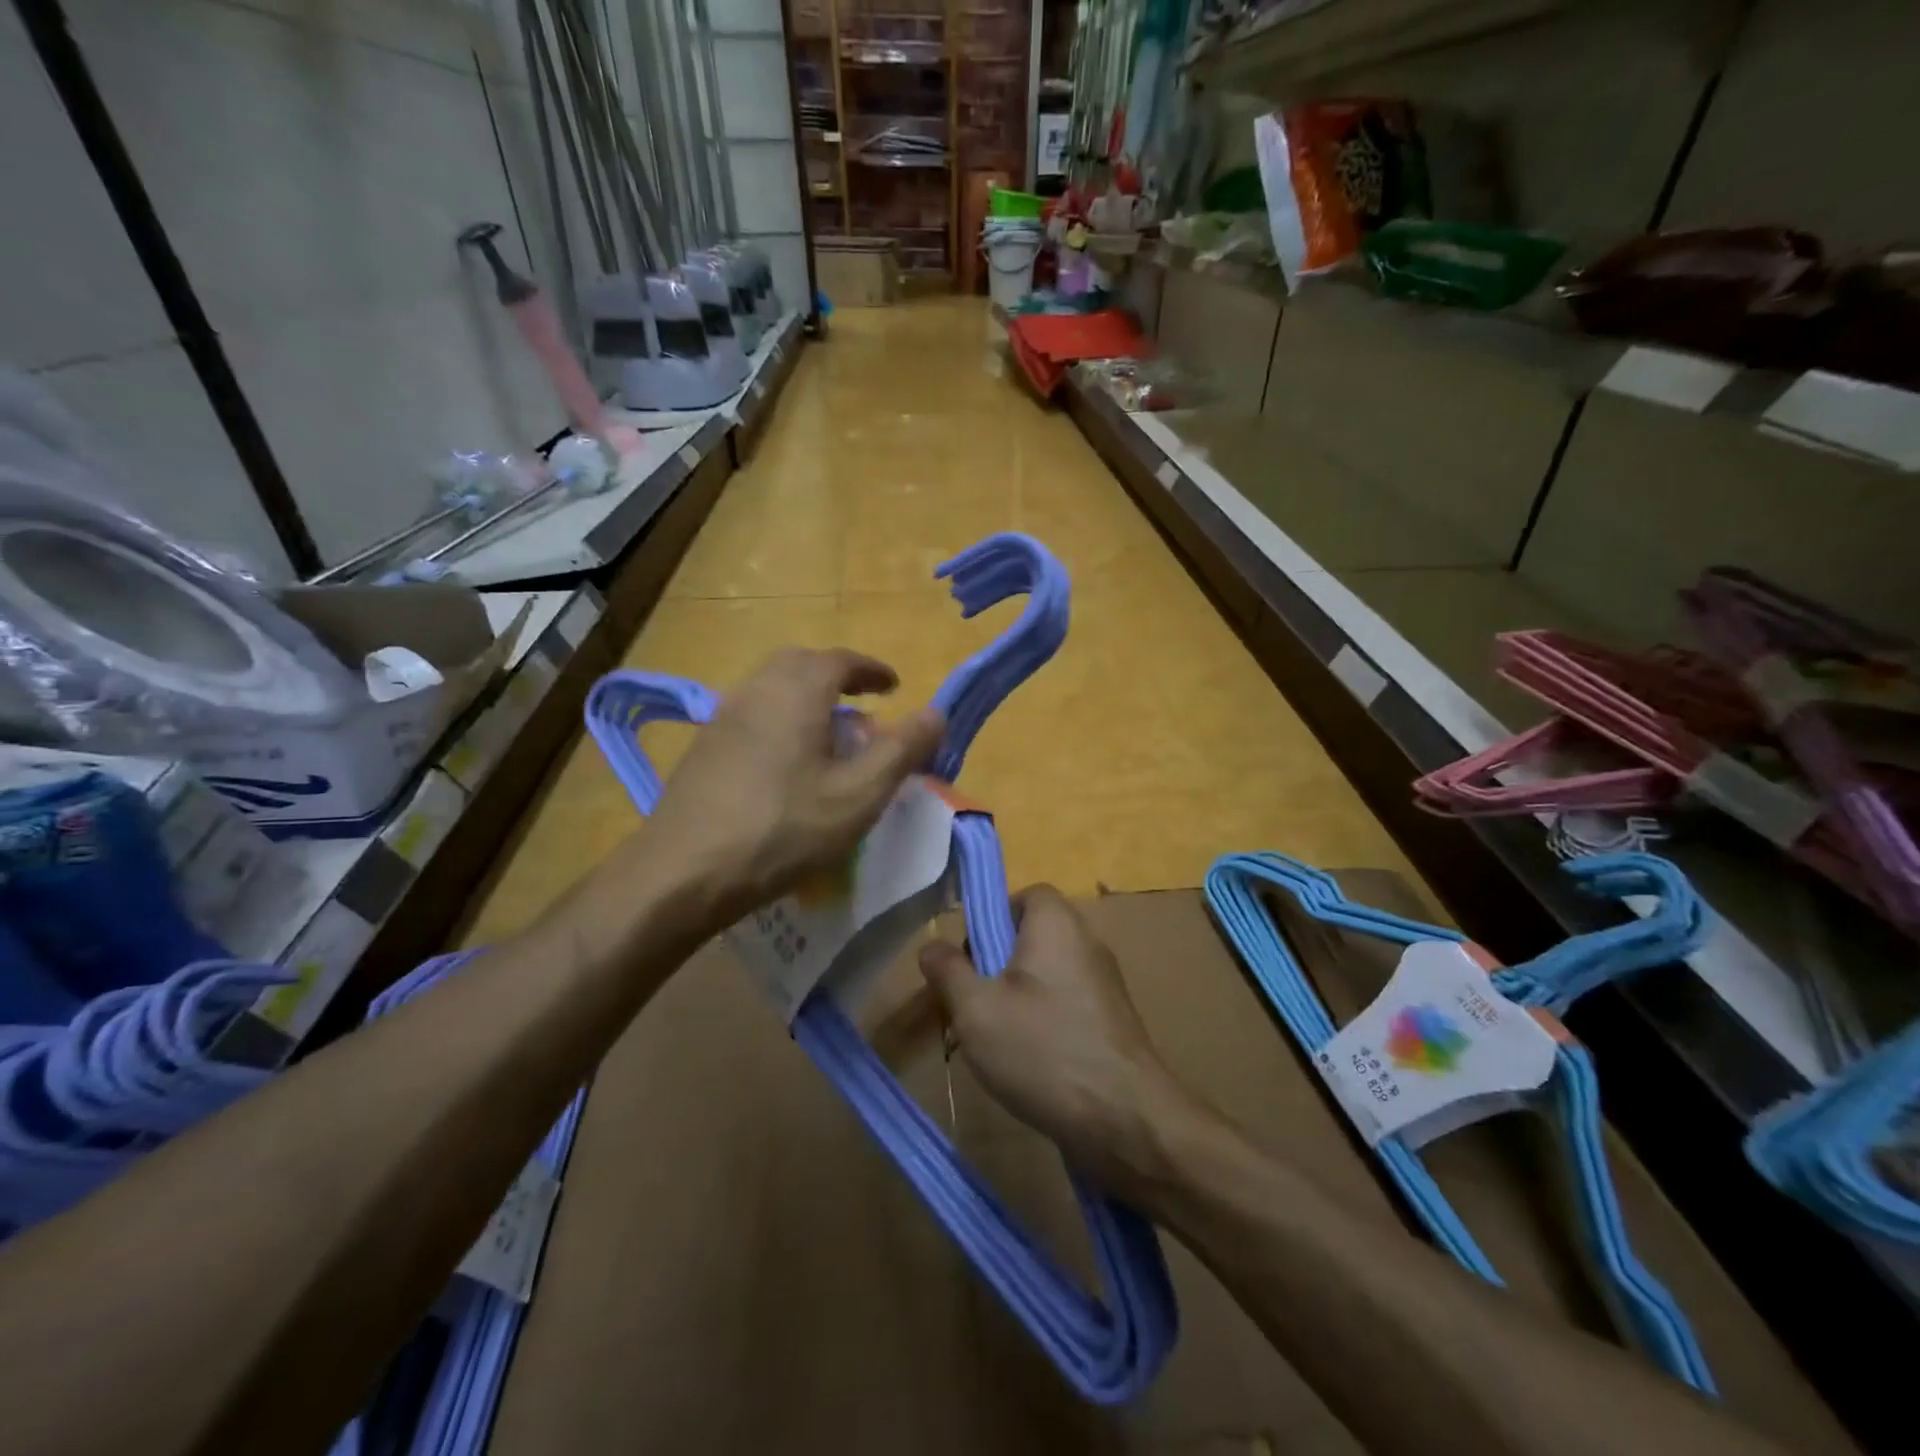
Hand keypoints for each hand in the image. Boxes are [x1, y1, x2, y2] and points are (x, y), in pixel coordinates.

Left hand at [650, 648, 945, 926]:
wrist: (684, 871)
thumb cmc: (784, 828)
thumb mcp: (859, 795)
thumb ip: (902, 750)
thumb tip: (938, 712)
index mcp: (798, 691)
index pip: (842, 660)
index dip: (872, 670)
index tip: (894, 686)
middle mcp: (758, 689)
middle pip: (801, 664)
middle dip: (837, 677)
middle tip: (863, 706)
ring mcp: (724, 716)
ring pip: (773, 688)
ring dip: (807, 698)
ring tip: (830, 736)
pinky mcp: (704, 746)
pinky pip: (753, 714)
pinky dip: (781, 719)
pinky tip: (787, 764)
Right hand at [917, 885, 1199, 1196]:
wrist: (1125, 1119)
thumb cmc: (1043, 1049)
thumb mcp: (976, 1010)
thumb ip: (948, 972)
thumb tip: (931, 945)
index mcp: (1057, 924)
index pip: (1026, 894)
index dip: (993, 918)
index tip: (970, 957)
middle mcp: (1087, 941)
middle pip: (1034, 935)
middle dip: (997, 963)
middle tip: (974, 1001)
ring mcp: (1105, 982)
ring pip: (1048, 973)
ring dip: (1018, 996)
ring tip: (994, 1037)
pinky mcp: (1113, 1020)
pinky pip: (1068, 1002)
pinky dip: (1045, 1019)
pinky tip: (1029, 1060)